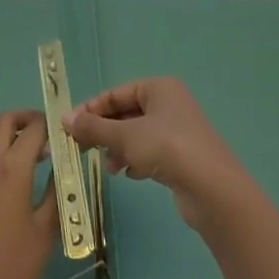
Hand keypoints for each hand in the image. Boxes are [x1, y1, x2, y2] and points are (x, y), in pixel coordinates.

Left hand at [0, 110, 57, 278]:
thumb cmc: (16, 266)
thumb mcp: (46, 230)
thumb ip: (57, 192)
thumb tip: (66, 168)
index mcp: (12, 168)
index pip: (33, 128)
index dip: (52, 125)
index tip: (69, 133)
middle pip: (5, 121)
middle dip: (27, 120)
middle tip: (50, 136)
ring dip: (10, 134)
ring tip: (34, 154)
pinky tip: (16, 177)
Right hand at [63, 77, 250, 230]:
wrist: (213, 190)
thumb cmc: (167, 148)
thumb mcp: (124, 136)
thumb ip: (93, 127)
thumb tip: (65, 119)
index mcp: (159, 88)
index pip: (115, 94)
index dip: (91, 109)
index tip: (69, 127)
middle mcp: (170, 104)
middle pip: (126, 114)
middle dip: (104, 132)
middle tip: (82, 148)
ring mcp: (179, 131)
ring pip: (137, 135)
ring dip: (118, 149)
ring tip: (109, 167)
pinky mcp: (183, 157)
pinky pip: (151, 152)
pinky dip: (136, 160)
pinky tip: (130, 175)